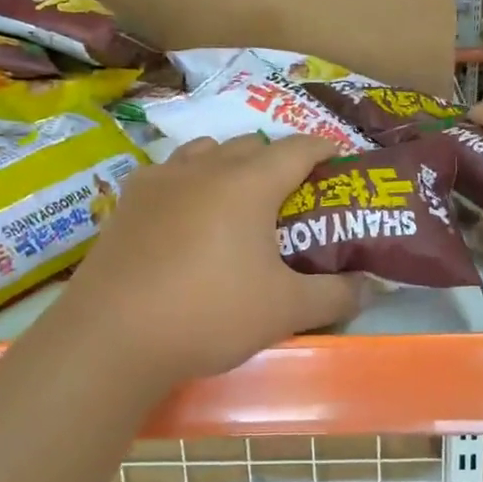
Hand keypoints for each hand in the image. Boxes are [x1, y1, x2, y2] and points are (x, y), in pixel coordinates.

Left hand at [59, 134, 360, 384]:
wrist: (113, 337)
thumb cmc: (209, 314)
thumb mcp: (285, 310)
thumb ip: (335, 295)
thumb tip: (369, 288)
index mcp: (249, 183)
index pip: (298, 148)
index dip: (324, 150)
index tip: (338, 162)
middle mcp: (205, 167)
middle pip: (251, 145)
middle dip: (276, 160)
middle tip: (290, 197)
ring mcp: (161, 178)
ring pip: (206, 151)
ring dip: (229, 164)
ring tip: (236, 201)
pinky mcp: (128, 199)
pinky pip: (168, 172)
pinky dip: (187, 181)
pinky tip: (184, 216)